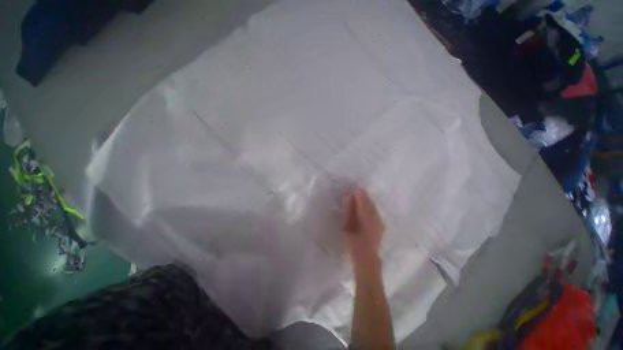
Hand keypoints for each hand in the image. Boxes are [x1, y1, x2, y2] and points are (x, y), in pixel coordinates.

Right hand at [342, 187, 384, 269]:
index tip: (355, 188)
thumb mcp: (347, 226)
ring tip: (360, 198)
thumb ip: (348, 211)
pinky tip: (365, 208)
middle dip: (363, 196)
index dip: (359, 194)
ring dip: (367, 201)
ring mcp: (380, 221)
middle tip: (356, 191)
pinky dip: (369, 207)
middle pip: (370, 202)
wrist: (367, 259)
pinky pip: (375, 212)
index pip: (363, 201)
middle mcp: (376, 217)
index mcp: (366, 217)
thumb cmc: (353, 243)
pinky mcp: (381, 225)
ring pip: (373, 207)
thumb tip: (348, 197)